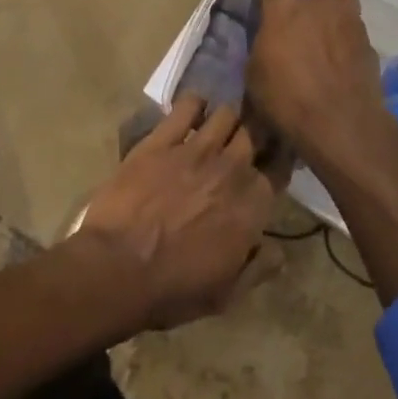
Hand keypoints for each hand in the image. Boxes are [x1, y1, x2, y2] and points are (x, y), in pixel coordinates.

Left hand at [77, 95, 277, 330]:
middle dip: (257, 132)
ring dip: (227, 118)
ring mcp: (196, 148)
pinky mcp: (162, 139)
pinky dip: (194, 104)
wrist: (117, 268)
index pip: (279, 168)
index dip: (278, 160)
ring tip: (218, 126)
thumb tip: (279, 250)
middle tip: (248, 138)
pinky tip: (191, 112)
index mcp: (252, 205)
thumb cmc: (174, 288)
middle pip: (257, 132)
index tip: (272, 160)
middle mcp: (231, 168)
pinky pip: (187, 106)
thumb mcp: (227, 294)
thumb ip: (259, 268)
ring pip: (227, 113)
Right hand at [247, 0, 397, 180]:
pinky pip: (356, 27)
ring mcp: (349, 18)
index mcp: (284, 2)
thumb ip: (263, 43)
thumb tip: (271, 38)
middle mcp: (319, 0)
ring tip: (325, 34)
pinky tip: (340, 59)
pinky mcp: (369, 40)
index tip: (262, 10)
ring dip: (334, 10)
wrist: (340, 122)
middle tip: (299, 19)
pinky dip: (347, 37)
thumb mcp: (254, 72)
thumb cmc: (286, 96)